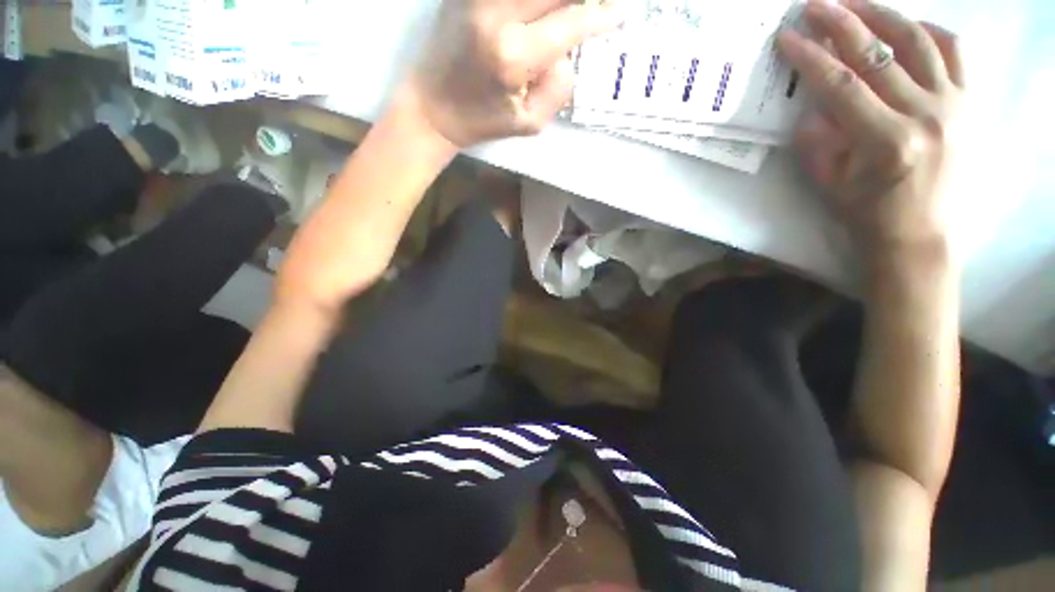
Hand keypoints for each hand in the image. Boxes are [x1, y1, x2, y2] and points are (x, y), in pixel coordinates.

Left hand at [405, 0, 625, 147]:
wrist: (432, 106)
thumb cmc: (482, 121)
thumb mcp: (528, 123)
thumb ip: (558, 89)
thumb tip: (570, 52)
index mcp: (513, 55)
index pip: (571, 21)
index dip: (600, 16)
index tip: (617, 16)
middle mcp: (496, 14)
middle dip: (584, 0)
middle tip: (595, 9)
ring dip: (557, 0)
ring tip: (568, 14)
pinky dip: (533, 2)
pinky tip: (542, 12)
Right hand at [778, 0, 963, 264]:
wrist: (919, 232)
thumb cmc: (867, 211)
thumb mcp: (829, 182)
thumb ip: (816, 140)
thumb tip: (811, 105)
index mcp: (887, 140)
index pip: (841, 86)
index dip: (810, 58)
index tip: (787, 38)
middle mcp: (926, 113)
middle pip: (878, 54)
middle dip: (841, 23)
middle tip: (814, 5)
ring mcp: (953, 103)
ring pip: (917, 41)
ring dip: (882, 15)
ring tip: (854, 2)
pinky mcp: (967, 101)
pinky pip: (953, 50)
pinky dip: (927, 30)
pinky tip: (905, 25)